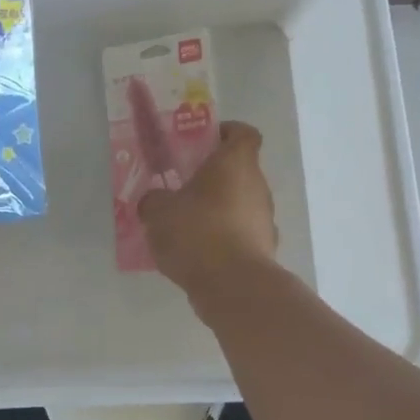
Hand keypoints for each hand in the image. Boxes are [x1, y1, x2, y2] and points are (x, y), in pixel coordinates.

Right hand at [137, 121, 278, 299]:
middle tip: (182, 187)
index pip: (243, 133)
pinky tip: (199, 253)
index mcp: (235, 163)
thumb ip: (154, 199)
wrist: (233, 286)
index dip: (226, 132)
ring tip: (187, 225)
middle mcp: (257, 185)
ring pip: (241, 203)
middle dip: (214, 177)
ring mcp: (265, 219)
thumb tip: (155, 201)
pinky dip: (224, 238)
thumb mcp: (158, 211)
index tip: (204, 142)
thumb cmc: (197, 232)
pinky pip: (241, 234)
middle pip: (240, 170)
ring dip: (219, 209)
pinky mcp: (265, 249)